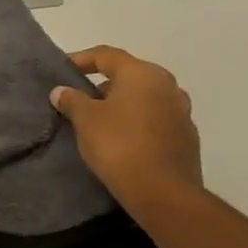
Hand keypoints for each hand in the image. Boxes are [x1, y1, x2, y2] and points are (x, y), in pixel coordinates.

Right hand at [50, 46, 201, 206]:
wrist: (163, 192)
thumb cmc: (119, 145)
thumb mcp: (85, 120)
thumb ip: (72, 100)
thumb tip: (61, 91)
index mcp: (143, 74)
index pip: (107, 55)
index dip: (81, 59)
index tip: (63, 69)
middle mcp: (167, 86)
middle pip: (129, 75)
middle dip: (103, 83)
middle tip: (79, 96)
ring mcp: (181, 112)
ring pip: (144, 98)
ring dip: (122, 103)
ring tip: (98, 119)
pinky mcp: (186, 138)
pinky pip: (155, 119)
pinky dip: (137, 122)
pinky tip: (121, 138)